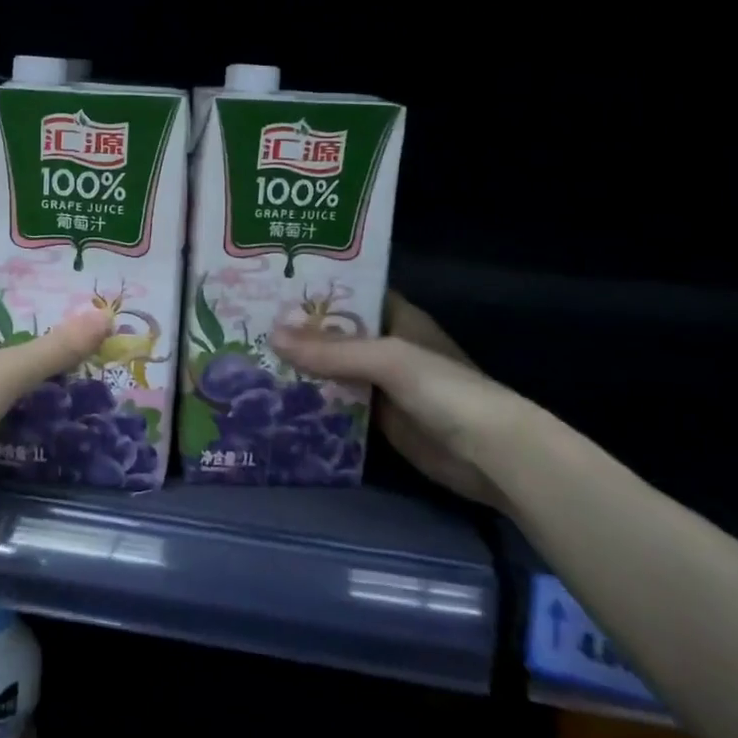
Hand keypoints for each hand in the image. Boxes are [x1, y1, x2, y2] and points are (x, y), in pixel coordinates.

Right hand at [272, 292, 538, 508]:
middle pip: (335, 332)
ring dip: (301, 366)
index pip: (350, 292)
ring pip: (333, 368)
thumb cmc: (444, 389)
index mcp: (396, 317)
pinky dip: (313, 399)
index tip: (271, 282)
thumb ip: (332, 350)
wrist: (489, 455)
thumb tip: (272, 336)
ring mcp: (382, 383)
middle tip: (247, 322)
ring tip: (250, 356)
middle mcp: (387, 345)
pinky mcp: (378, 418)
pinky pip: (338, 402)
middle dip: (298, 329)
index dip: (315, 287)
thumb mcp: (387, 359)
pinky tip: (277, 396)